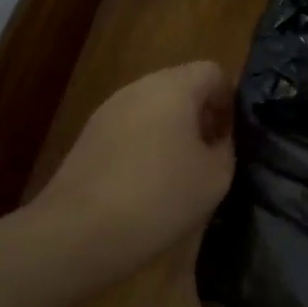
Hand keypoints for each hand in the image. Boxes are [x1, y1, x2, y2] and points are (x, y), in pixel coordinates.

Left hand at [30, 61, 235, 263]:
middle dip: (200, 116)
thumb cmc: (158, 198)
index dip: (229, 101)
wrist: (76, 235)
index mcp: (174, 87)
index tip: (231, 138)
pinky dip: (144, 147)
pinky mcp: (87, 137)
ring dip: (172, 132)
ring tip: (178, 175)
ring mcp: (108, 111)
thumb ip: (226, 147)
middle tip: (209, 156)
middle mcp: (138, 88)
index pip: (213, 72)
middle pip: (181, 87)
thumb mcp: (215, 177)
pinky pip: (130, 129)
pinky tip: (145, 186)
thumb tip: (218, 138)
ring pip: (153, 109)